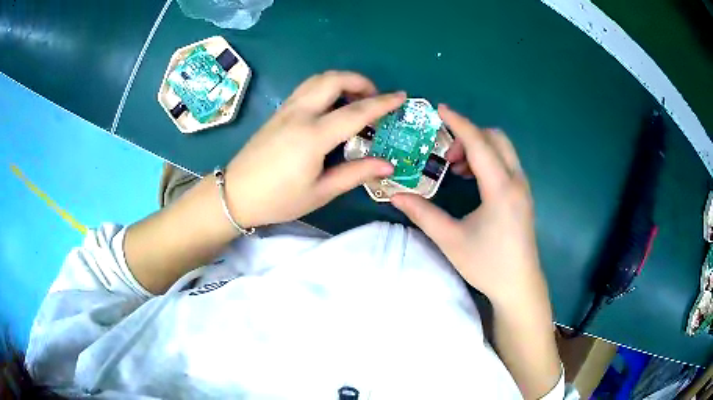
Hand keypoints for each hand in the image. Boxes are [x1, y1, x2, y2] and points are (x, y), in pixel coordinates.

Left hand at [225, 71, 405, 226]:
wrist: (236, 194)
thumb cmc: (279, 199)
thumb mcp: (321, 192)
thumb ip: (355, 174)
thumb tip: (387, 165)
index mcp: (313, 135)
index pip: (356, 112)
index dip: (383, 103)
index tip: (402, 97)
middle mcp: (300, 114)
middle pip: (334, 80)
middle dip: (360, 81)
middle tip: (374, 98)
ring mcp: (286, 109)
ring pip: (318, 79)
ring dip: (341, 81)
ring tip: (355, 99)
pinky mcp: (278, 112)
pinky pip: (306, 88)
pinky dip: (326, 87)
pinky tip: (331, 105)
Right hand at [392, 105, 548, 309]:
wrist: (519, 286)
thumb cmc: (487, 264)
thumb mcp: (451, 240)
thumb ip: (423, 214)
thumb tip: (396, 196)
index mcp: (500, 188)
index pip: (479, 143)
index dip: (458, 123)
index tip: (440, 109)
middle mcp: (516, 181)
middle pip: (495, 138)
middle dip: (469, 136)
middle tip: (446, 157)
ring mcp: (523, 188)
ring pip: (503, 150)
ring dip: (479, 148)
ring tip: (457, 170)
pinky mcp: (523, 196)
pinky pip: (506, 163)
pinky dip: (488, 160)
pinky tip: (473, 181)